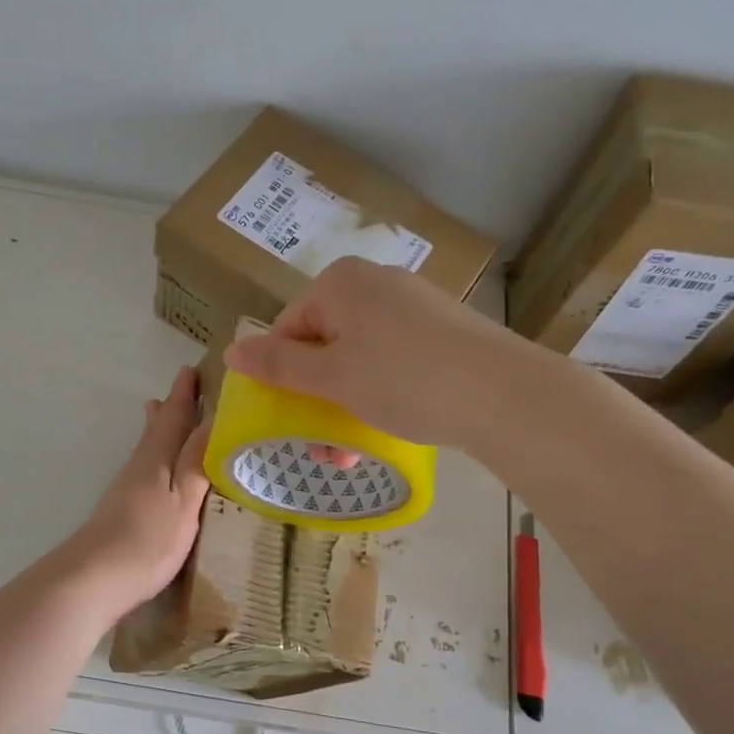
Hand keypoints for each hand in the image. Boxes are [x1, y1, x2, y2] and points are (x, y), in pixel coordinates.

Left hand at [58, 366, 210, 619]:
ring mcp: (128, 489)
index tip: (192, 369)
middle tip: (181, 386)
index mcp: (158, 459)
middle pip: (157, 429)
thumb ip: (198, 462)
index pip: (174, 417)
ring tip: (158, 411)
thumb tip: (214, 419)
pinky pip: (145, 467)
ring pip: (148, 447)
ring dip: (159, 428)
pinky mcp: (123, 510)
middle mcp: (140, 466)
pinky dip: (154, 455)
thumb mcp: (184, 501)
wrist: (93, 579)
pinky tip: (155, 467)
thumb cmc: (147, 540)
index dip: (184, 394)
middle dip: (171, 407)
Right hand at [222, 258, 524, 449]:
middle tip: (324, 446)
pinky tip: (389, 425)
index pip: (288, 328)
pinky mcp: (441, 329)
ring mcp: (412, 304)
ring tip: (353, 450)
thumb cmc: (403, 380)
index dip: (283, 376)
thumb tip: (231, 350)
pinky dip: (381, 392)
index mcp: (341, 283)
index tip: (292, 419)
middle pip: (324, 344)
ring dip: (346, 404)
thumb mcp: (330, 378)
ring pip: (358, 357)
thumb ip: (278, 364)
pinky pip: (392, 359)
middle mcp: (375, 283)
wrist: (502, 393)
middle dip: (317, 398)